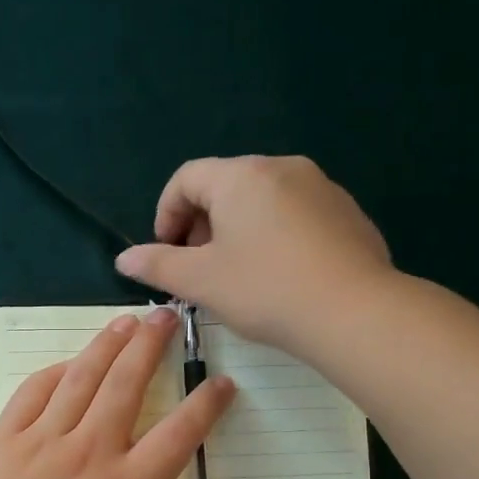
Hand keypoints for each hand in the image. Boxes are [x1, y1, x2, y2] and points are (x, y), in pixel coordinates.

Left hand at [0, 307, 235, 478]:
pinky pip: (34, 392)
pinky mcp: (5, 439)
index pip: (179, 434)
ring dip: (108, 343)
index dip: (206, 405)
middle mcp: (90, 452)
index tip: (222, 383)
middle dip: (152, 345)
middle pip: (127, 384)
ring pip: (82, 377)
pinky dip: (56, 371)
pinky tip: (71, 362)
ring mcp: (43, 441)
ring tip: (128, 321)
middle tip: (168, 315)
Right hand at [113, 155, 390, 348]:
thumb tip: (124, 259)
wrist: (354, 311)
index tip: (166, 253)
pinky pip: (296, 215)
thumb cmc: (265, 290)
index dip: (166, 214)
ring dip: (238, 231)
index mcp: (240, 176)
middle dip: (202, 224)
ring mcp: (321, 187)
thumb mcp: (201, 281)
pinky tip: (280, 276)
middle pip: (225, 186)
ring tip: (238, 275)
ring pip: (262, 201)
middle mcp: (281, 167)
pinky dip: (275, 236)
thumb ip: (157, 265)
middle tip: (198, 268)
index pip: (186, 178)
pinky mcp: (347, 212)